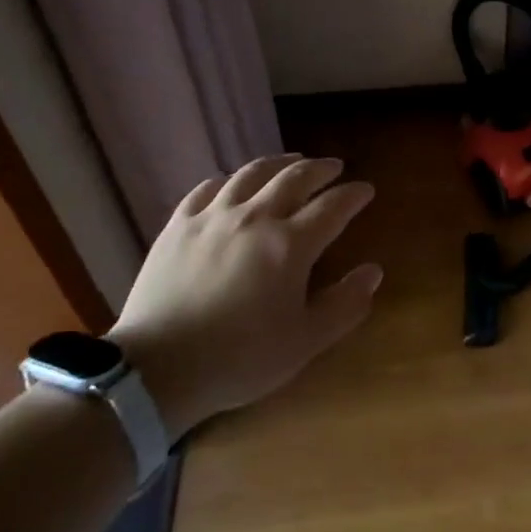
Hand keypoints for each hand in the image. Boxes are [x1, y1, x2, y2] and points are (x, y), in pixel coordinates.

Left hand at [109, 153, 380, 433]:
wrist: (157, 369)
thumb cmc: (240, 358)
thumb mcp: (305, 342)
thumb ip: (344, 305)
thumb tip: (373, 272)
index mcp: (290, 244)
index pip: (332, 207)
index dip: (353, 195)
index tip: (366, 189)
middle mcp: (255, 217)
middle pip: (295, 178)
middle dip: (321, 169)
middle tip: (334, 167)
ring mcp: (213, 217)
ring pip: (252, 173)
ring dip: (279, 163)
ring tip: (292, 162)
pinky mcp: (179, 225)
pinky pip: (208, 188)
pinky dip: (229, 180)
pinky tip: (233, 184)